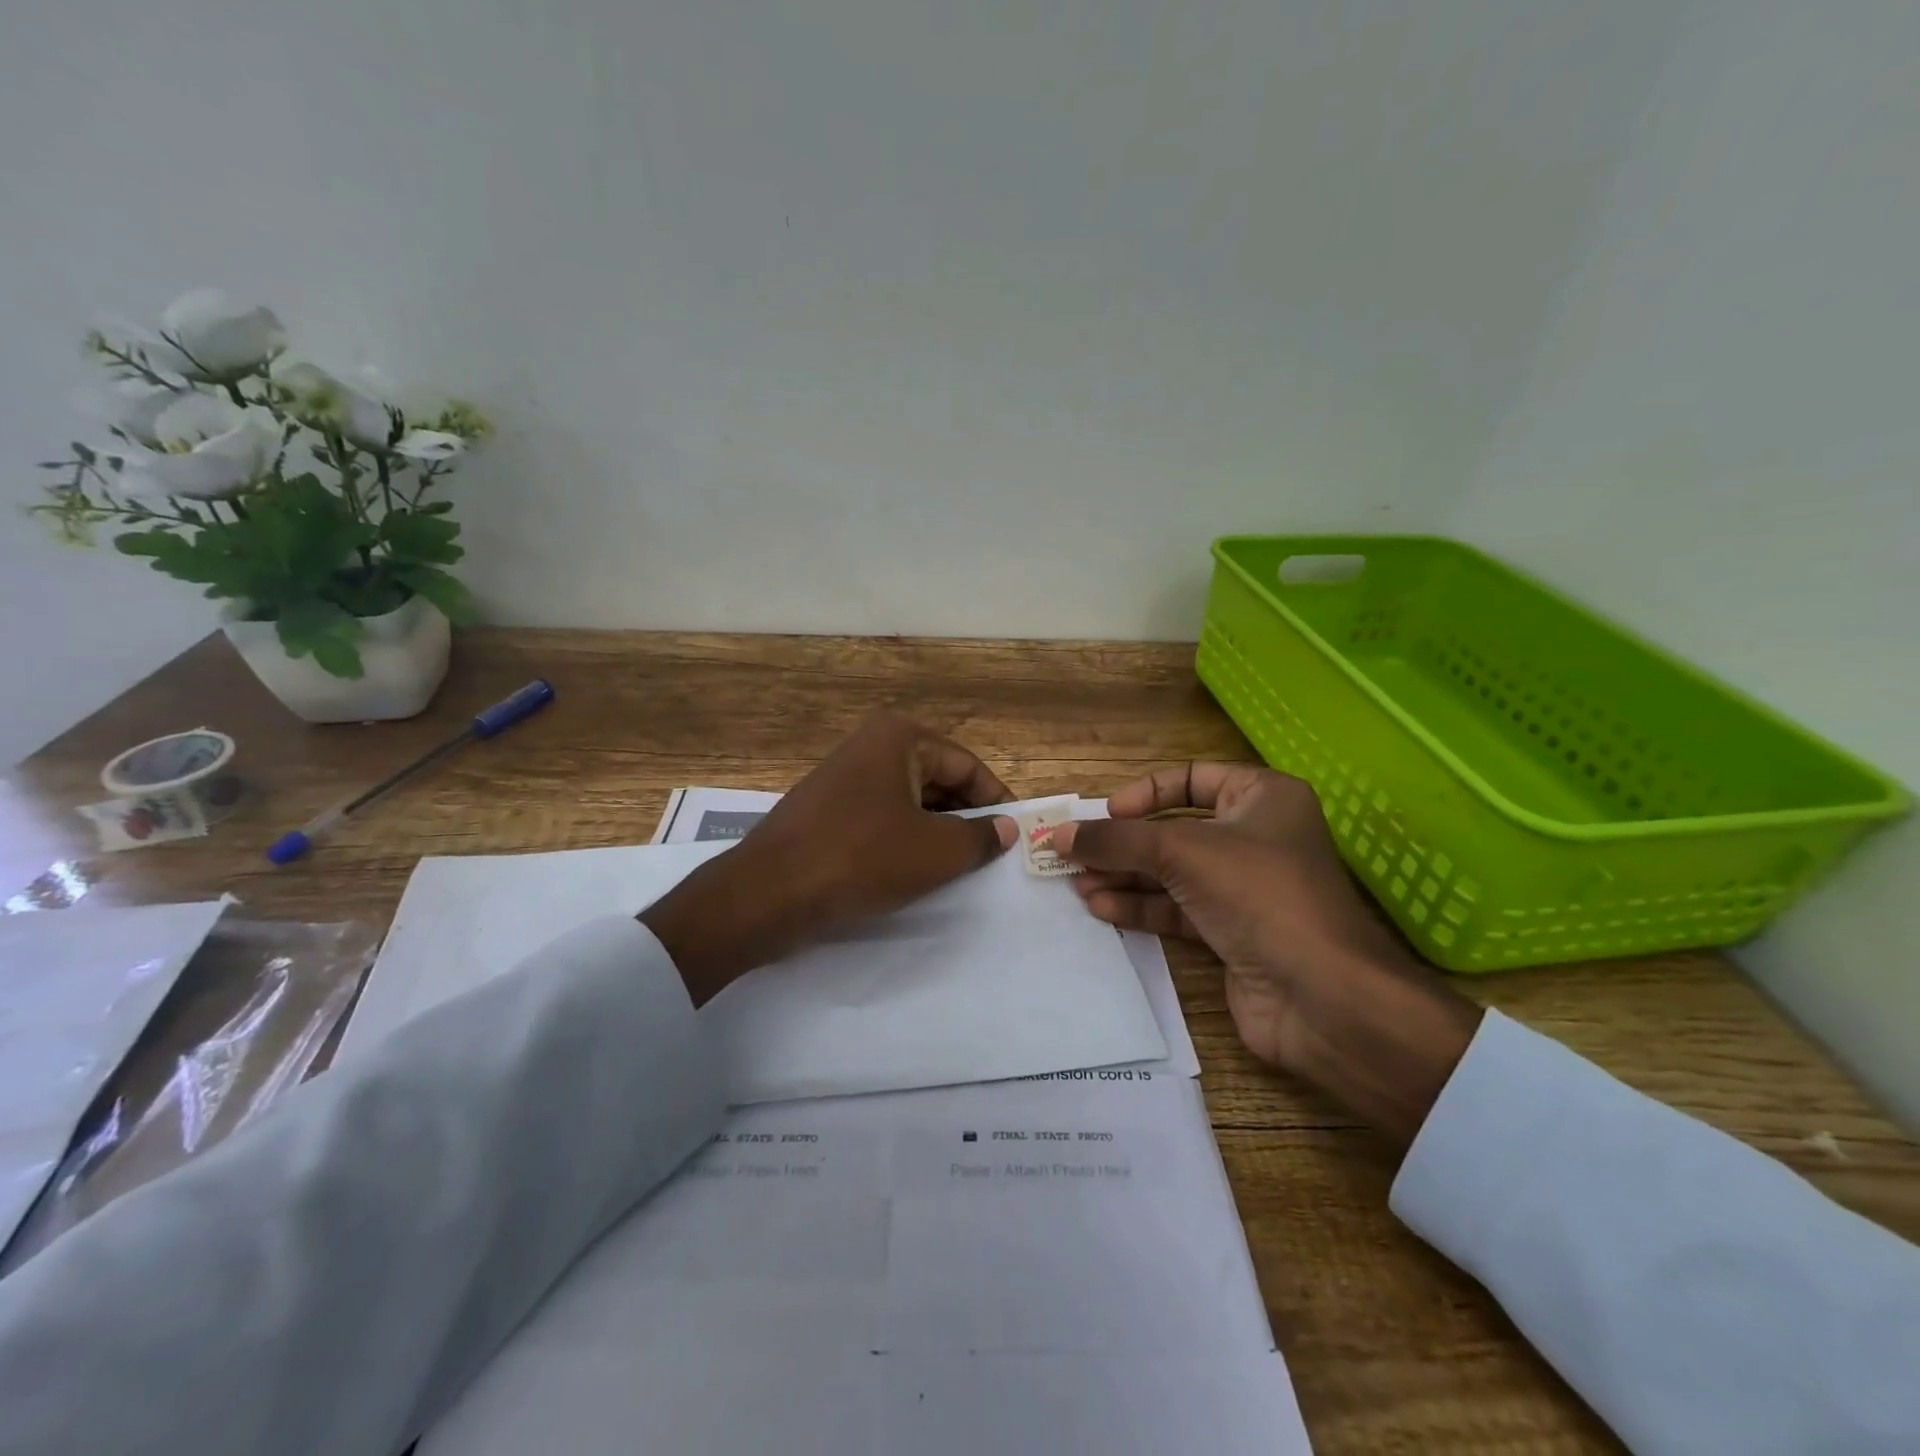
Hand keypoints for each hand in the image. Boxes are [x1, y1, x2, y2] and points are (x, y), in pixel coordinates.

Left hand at [641, 711, 1016, 1004]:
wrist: (767, 893)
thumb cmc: (860, 859)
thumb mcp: (934, 852)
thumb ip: (979, 838)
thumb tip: (1007, 829)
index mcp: (899, 738)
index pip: (967, 766)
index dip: (997, 800)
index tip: (1017, 835)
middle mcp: (870, 745)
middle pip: (938, 779)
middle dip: (967, 817)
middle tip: (992, 856)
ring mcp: (843, 777)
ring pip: (910, 802)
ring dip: (937, 832)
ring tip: (959, 869)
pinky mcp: (826, 810)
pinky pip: (881, 818)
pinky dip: (904, 840)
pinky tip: (914, 872)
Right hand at [1050, 764, 1482, 1144]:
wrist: (1321, 995)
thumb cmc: (1258, 894)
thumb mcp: (1181, 852)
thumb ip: (1116, 840)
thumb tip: (1059, 836)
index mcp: (1262, 798)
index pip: (1191, 778)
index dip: (1145, 793)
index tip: (1107, 814)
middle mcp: (1255, 837)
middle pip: (1174, 830)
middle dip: (1124, 843)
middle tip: (1074, 853)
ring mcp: (1244, 888)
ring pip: (1171, 873)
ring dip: (1124, 876)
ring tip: (1077, 883)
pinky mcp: (1232, 932)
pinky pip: (1177, 909)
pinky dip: (1140, 906)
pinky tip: (1102, 906)